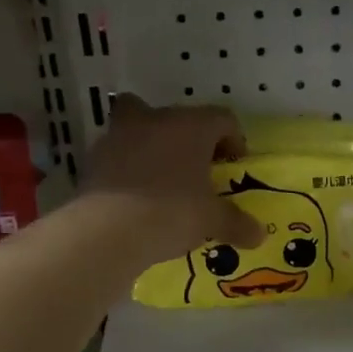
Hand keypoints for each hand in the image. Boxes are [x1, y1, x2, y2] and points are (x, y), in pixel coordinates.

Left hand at [81, 96, 262, 262]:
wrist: (108, 230)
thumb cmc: (172, 212)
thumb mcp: (212, 220)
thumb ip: (236, 223)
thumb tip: (259, 236)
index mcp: (191, 126)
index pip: (222, 118)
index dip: (233, 139)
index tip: (233, 163)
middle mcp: (155, 120)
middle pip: (176, 116)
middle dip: (187, 137)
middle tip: (195, 166)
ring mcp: (119, 136)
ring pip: (139, 127)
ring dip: (151, 146)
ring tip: (161, 180)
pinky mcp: (94, 159)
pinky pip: (117, 155)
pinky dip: (126, 168)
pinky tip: (134, 195)